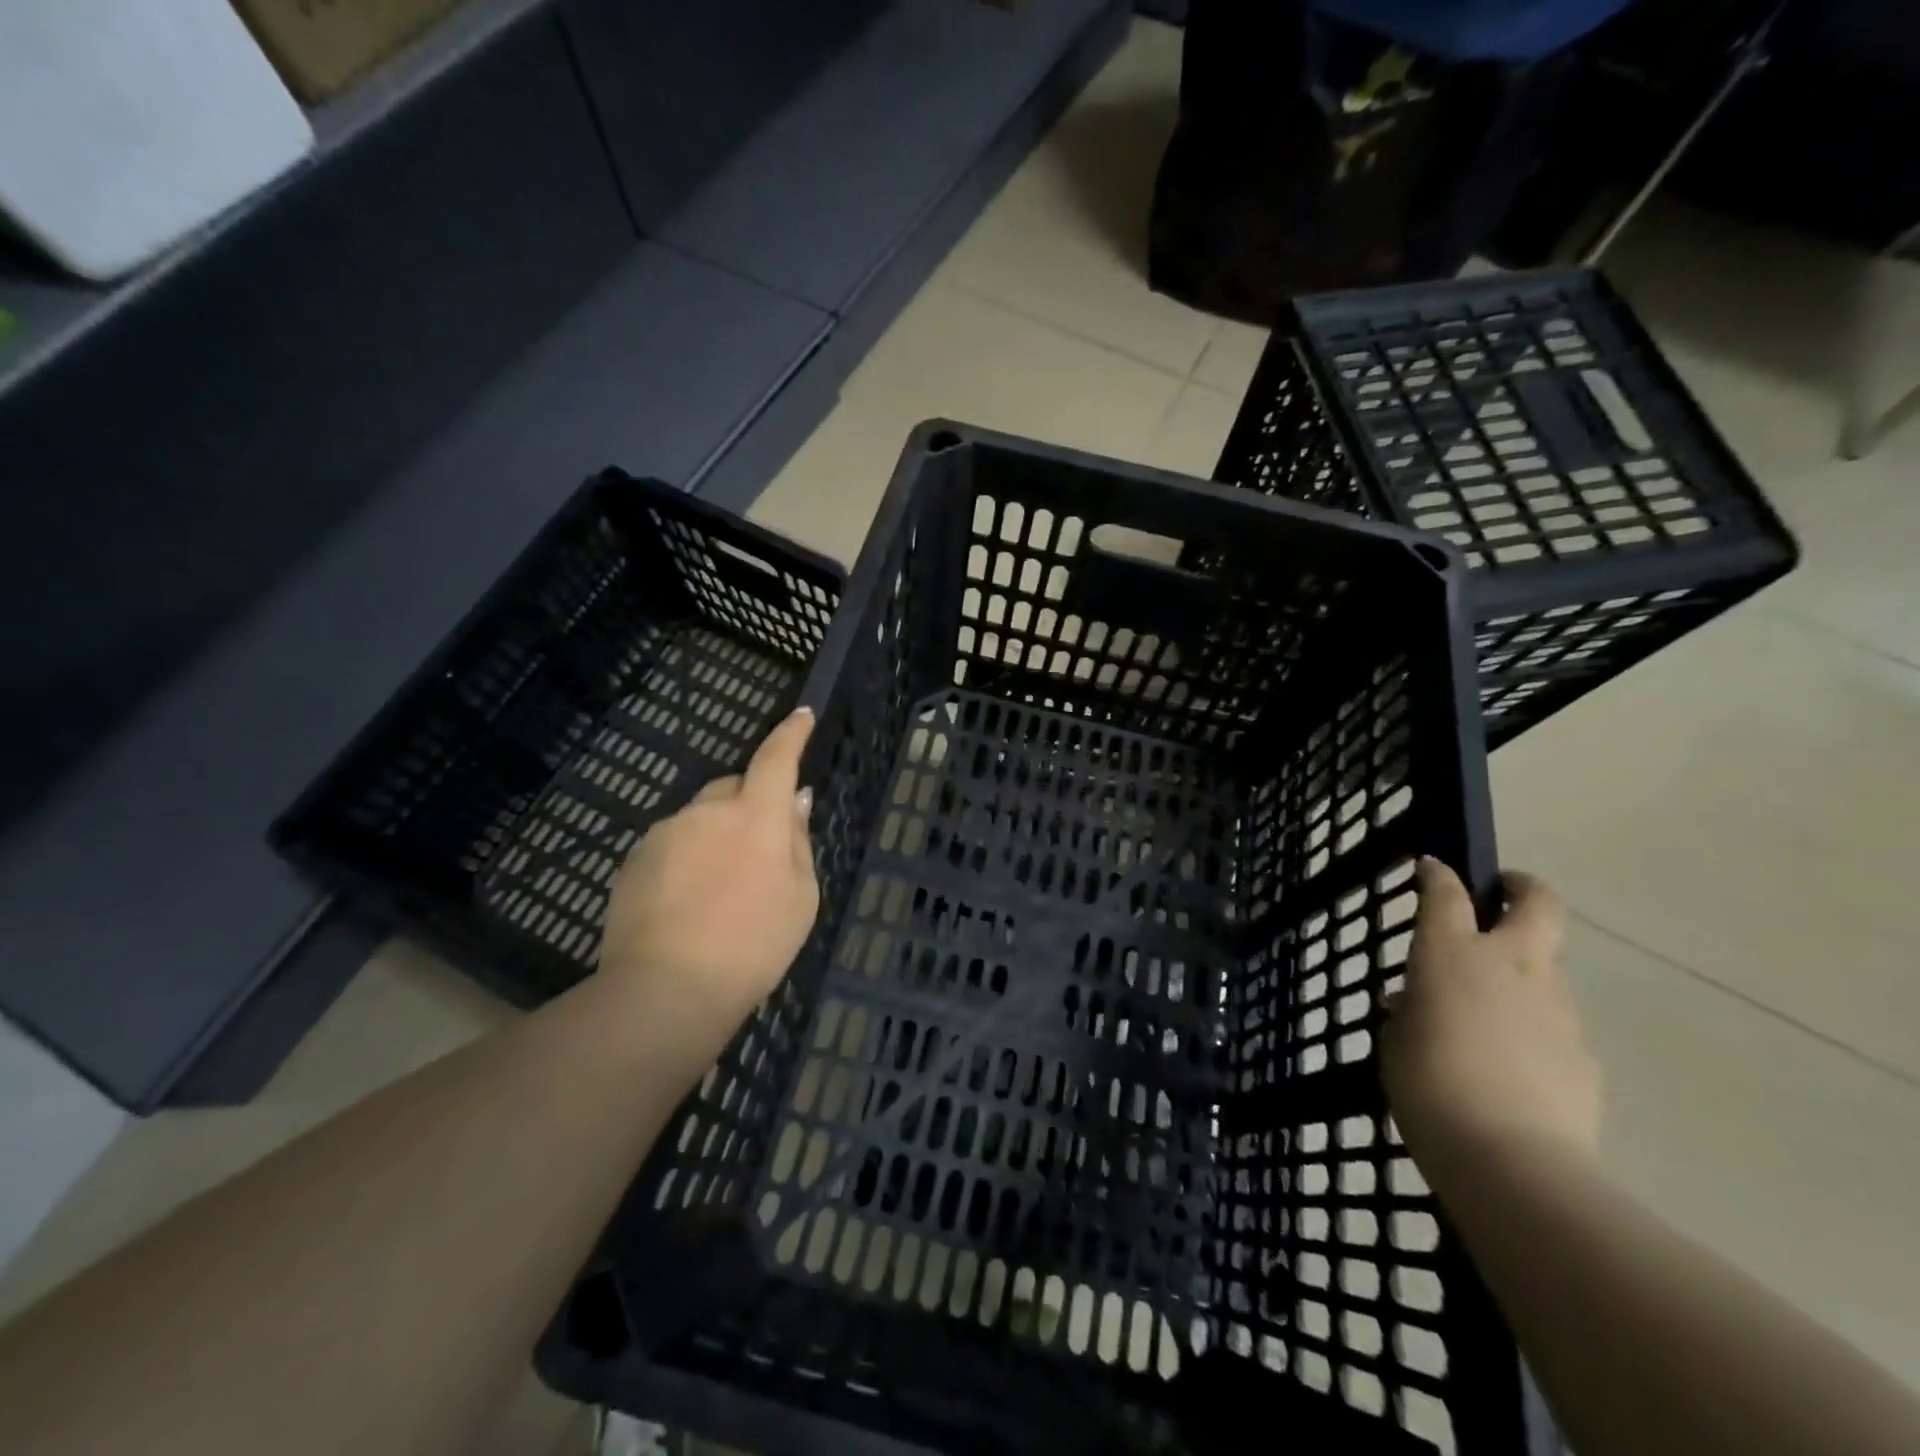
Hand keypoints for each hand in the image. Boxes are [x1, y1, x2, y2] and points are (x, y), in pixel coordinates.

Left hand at [596, 708, 818, 1051]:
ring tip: (719, 893)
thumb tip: (795, 800)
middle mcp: (707, 811)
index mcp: (756, 816)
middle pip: (734, 788)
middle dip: (749, 805)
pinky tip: (686, 905)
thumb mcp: (800, 897)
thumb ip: (797, 840)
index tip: (802, 716)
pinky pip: (671, 845)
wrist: (666, 990)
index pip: (776, 759)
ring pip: (700, 819)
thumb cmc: (753, 945)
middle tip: (759, 853)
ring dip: (715, 837)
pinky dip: (685, 860)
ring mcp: (665, 833)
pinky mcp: (634, 859)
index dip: (792, 734)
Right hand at [1381, 858, 1601, 1187]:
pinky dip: (1534, 1026)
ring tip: (1490, 1007)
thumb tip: (1417, 1002)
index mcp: (1453, 954)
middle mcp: (1511, 966)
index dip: (1438, 874)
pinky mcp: (1584, 1053)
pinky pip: (1555, 1023)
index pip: (1446, 893)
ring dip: (1524, 968)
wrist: (1513, 1161)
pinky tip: (1513, 1063)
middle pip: (1538, 904)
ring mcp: (1557, 1008)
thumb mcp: (1394, 1040)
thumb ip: (1408, 1010)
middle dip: (1523, 888)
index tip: (1430, 867)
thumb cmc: (1429, 1086)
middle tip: (1503, 894)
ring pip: (1549, 966)